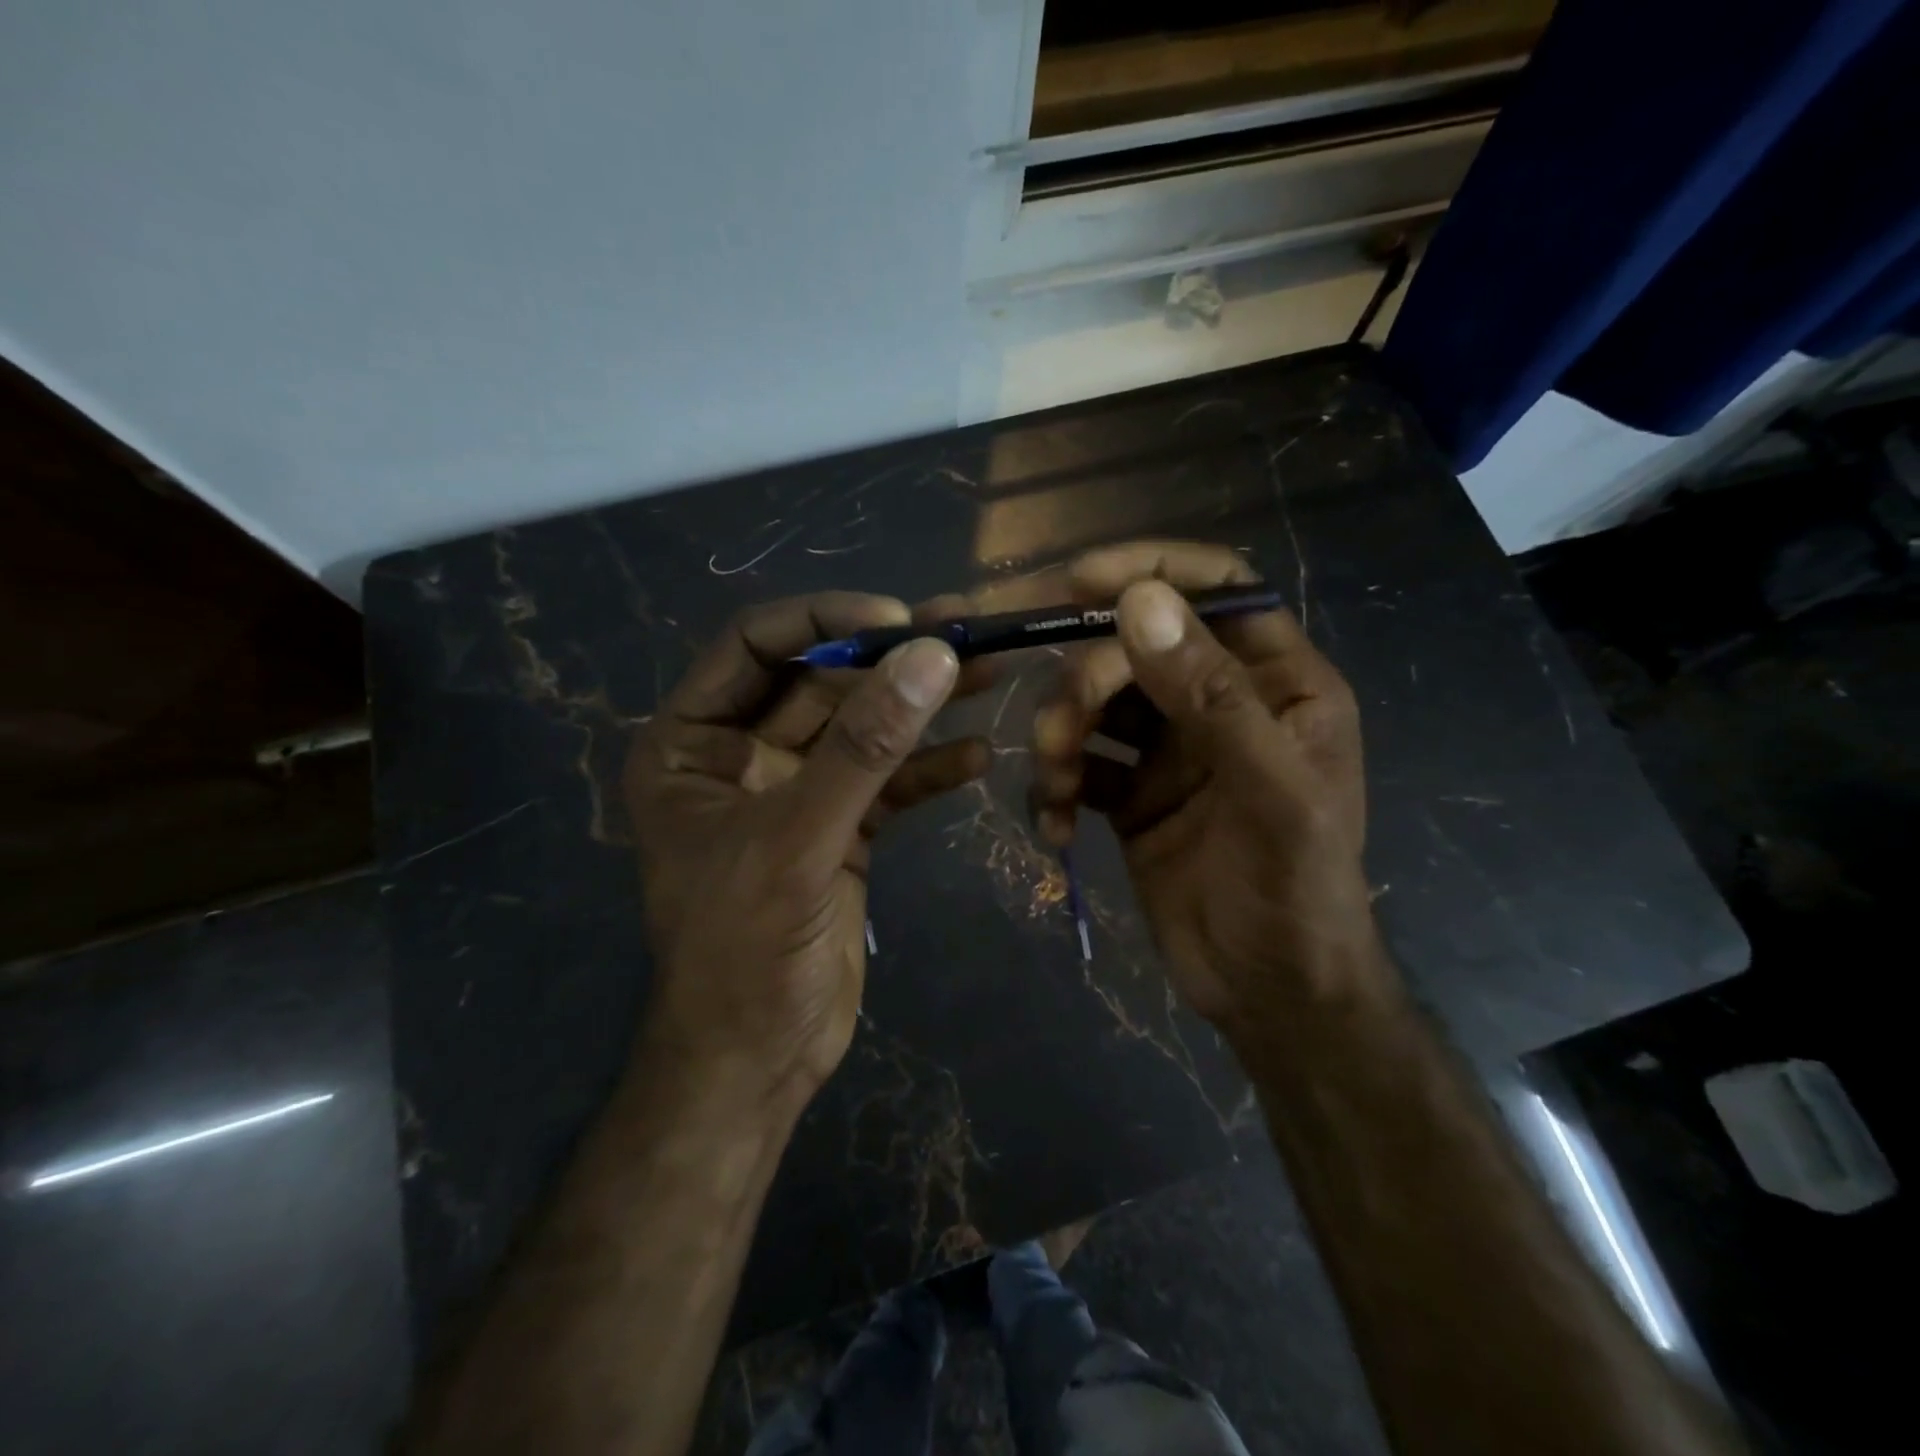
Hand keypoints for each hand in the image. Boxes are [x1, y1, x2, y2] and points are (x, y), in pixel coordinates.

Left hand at [624, 592, 988, 1110]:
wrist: (759, 1060)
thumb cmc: (744, 951)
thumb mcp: (798, 838)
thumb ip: (864, 747)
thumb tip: (932, 655)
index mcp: (691, 742)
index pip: (755, 645)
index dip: (826, 620)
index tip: (900, 620)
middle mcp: (740, 754)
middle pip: (822, 682)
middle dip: (891, 660)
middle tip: (968, 633)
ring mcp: (795, 792)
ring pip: (863, 729)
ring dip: (922, 705)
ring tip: (991, 675)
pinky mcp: (840, 829)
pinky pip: (887, 783)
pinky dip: (928, 769)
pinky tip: (978, 757)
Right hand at [1031, 542, 1387, 1038]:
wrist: (1271, 995)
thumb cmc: (1297, 892)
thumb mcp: (1271, 794)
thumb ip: (1211, 696)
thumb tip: (1139, 600)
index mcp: (1276, 684)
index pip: (1216, 589)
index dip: (1151, 571)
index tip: (1079, 579)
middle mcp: (1219, 703)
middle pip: (1134, 647)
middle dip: (1086, 680)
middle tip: (1059, 730)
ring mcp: (1170, 749)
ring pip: (1096, 703)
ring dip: (1061, 734)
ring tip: (1054, 786)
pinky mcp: (1130, 794)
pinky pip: (1079, 763)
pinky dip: (1056, 785)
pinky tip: (1055, 824)